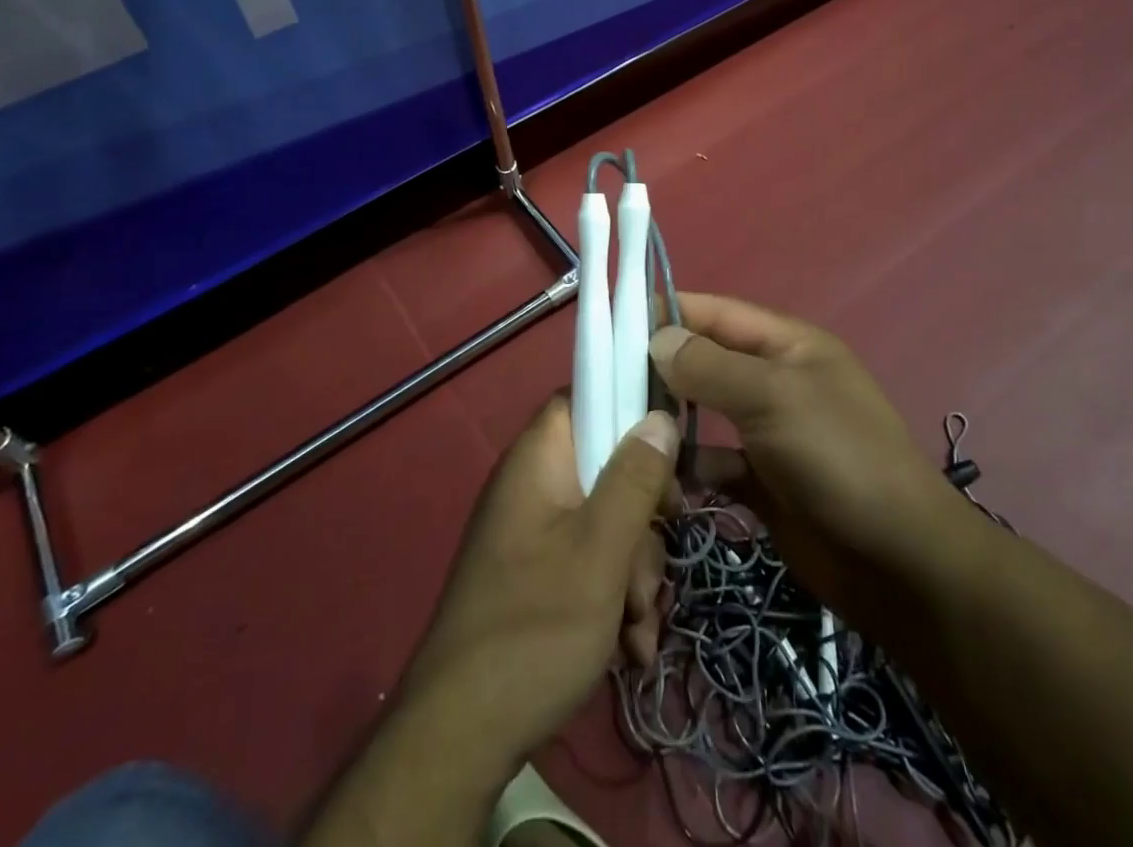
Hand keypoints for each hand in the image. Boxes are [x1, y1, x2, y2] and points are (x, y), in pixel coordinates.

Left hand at [399, 398, 679, 769]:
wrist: (461, 737)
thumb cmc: (536, 627)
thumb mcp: (602, 550)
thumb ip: (635, 478)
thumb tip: (660, 416)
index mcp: (539, 458)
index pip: (587, 396)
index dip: (632, 414)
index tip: (670, 459)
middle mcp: (535, 485)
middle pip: (608, 468)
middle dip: (644, 522)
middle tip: (652, 569)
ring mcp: (535, 533)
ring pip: (607, 522)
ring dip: (635, 572)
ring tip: (639, 627)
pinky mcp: (538, 576)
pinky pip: (590, 562)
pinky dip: (615, 598)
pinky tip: (630, 649)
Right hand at [649, 294, 985, 649]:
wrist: (898, 563)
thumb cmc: (838, 457)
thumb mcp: (773, 397)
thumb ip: (710, 366)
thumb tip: (657, 339)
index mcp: (787, 345)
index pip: (717, 312)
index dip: (669, 309)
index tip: (614, 320)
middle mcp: (775, 381)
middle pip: (706, 361)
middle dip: (661, 366)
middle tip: (606, 379)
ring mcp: (770, 433)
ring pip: (705, 412)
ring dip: (670, 419)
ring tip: (623, 428)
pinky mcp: (764, 482)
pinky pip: (715, 463)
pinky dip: (691, 468)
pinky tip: (665, 480)